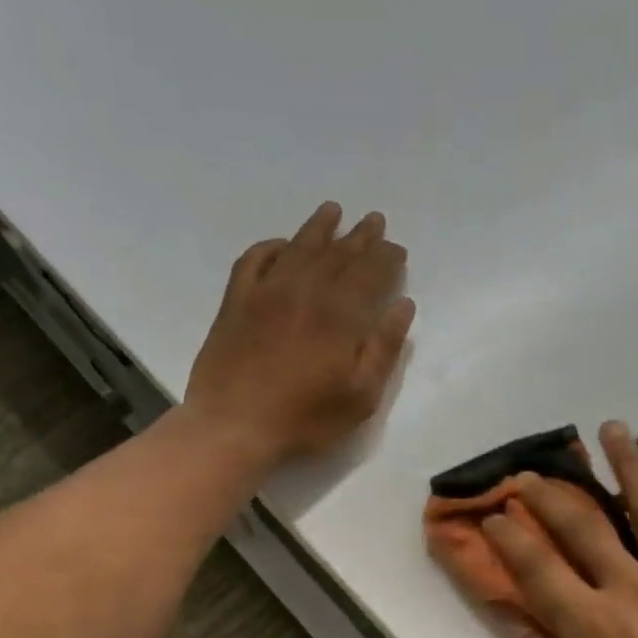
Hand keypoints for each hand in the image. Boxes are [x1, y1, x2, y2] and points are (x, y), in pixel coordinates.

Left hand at [185, 201, 414, 463]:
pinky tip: (282, 245)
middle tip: (374, 220)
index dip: (386, 259)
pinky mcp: (235, 302)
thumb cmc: (305, 419)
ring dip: (319, 228)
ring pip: (298, 248)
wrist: (233, 426)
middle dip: (360, 237)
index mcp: (338, 314)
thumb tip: (403, 305)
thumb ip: (384, 348)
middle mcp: (304, 290)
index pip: (370, 273)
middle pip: (337, 254)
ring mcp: (265, 292)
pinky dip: (271, 247)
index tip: (397, 249)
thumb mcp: (360, 396)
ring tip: (333, 211)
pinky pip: (254, 260)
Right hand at [483, 422, 637, 637]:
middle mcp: (632, 589)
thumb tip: (515, 625)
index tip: (491, 514)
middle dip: (553, 495)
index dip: (509, 538)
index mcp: (592, 625)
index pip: (539, 569)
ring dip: (630, 467)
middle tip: (532, 470)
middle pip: (586, 527)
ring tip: (613, 428)